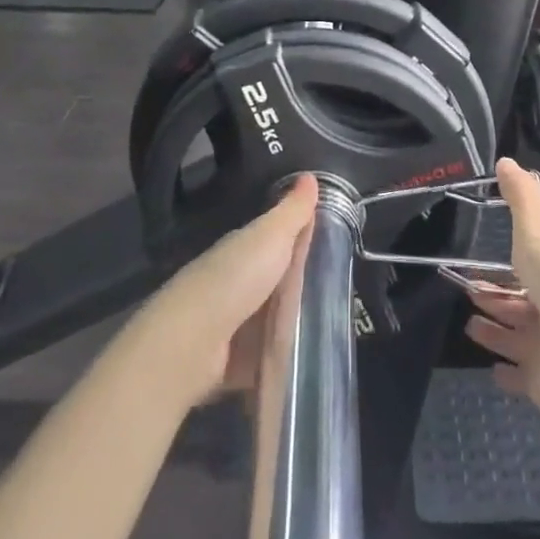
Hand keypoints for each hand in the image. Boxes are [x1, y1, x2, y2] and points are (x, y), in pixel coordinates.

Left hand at [137, 174, 319, 402]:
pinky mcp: (239, 363)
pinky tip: (313, 361)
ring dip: (297, 323)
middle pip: (280, 281)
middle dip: (305, 285)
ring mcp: (238, 324)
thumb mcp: (270, 236)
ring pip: (276, 318)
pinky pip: (270, 357)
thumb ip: (292, 211)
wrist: (193, 342)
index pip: (279, 240)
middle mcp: (239, 283)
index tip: (339, 243)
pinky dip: (285, 358)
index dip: (305, 239)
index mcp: (245, 250)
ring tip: (338, 327)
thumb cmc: (235, 278)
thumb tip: (310, 175)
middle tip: (346, 290)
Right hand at [462, 158, 539, 421]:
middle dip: (498, 299)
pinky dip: (508, 375)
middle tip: (468, 291)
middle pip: (524, 306)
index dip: (509, 267)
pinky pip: (524, 380)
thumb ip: (523, 202)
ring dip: (497, 333)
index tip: (479, 264)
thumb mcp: (539, 237)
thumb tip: (505, 160)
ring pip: (520, 340)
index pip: (534, 270)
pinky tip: (490, 370)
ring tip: (469, 325)